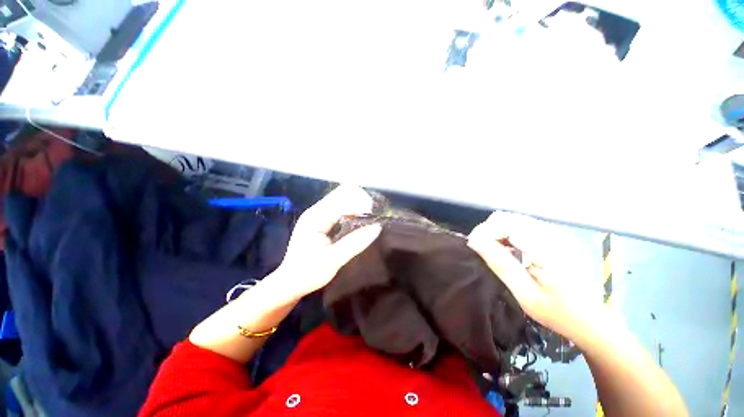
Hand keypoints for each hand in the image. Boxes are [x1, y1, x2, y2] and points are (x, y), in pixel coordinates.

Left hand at [273, 185, 381, 300]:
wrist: (289, 282)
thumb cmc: (308, 273)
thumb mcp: (333, 260)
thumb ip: (355, 242)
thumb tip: (377, 227)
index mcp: (316, 217)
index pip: (342, 198)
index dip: (360, 203)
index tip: (373, 216)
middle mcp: (316, 210)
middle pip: (342, 192)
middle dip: (360, 201)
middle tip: (371, 217)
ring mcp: (318, 214)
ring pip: (342, 198)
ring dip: (357, 205)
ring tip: (367, 219)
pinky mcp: (321, 219)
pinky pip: (340, 207)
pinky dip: (352, 211)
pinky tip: (358, 221)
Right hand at [468, 212, 603, 339]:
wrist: (593, 320)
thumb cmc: (559, 313)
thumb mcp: (525, 294)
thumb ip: (500, 264)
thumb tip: (474, 241)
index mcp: (551, 250)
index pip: (507, 224)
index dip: (485, 231)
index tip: (473, 245)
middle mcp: (557, 235)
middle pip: (510, 217)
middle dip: (490, 230)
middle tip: (483, 249)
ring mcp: (560, 233)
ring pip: (516, 219)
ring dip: (499, 231)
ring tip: (496, 250)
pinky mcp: (559, 236)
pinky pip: (525, 225)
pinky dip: (510, 233)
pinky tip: (511, 249)